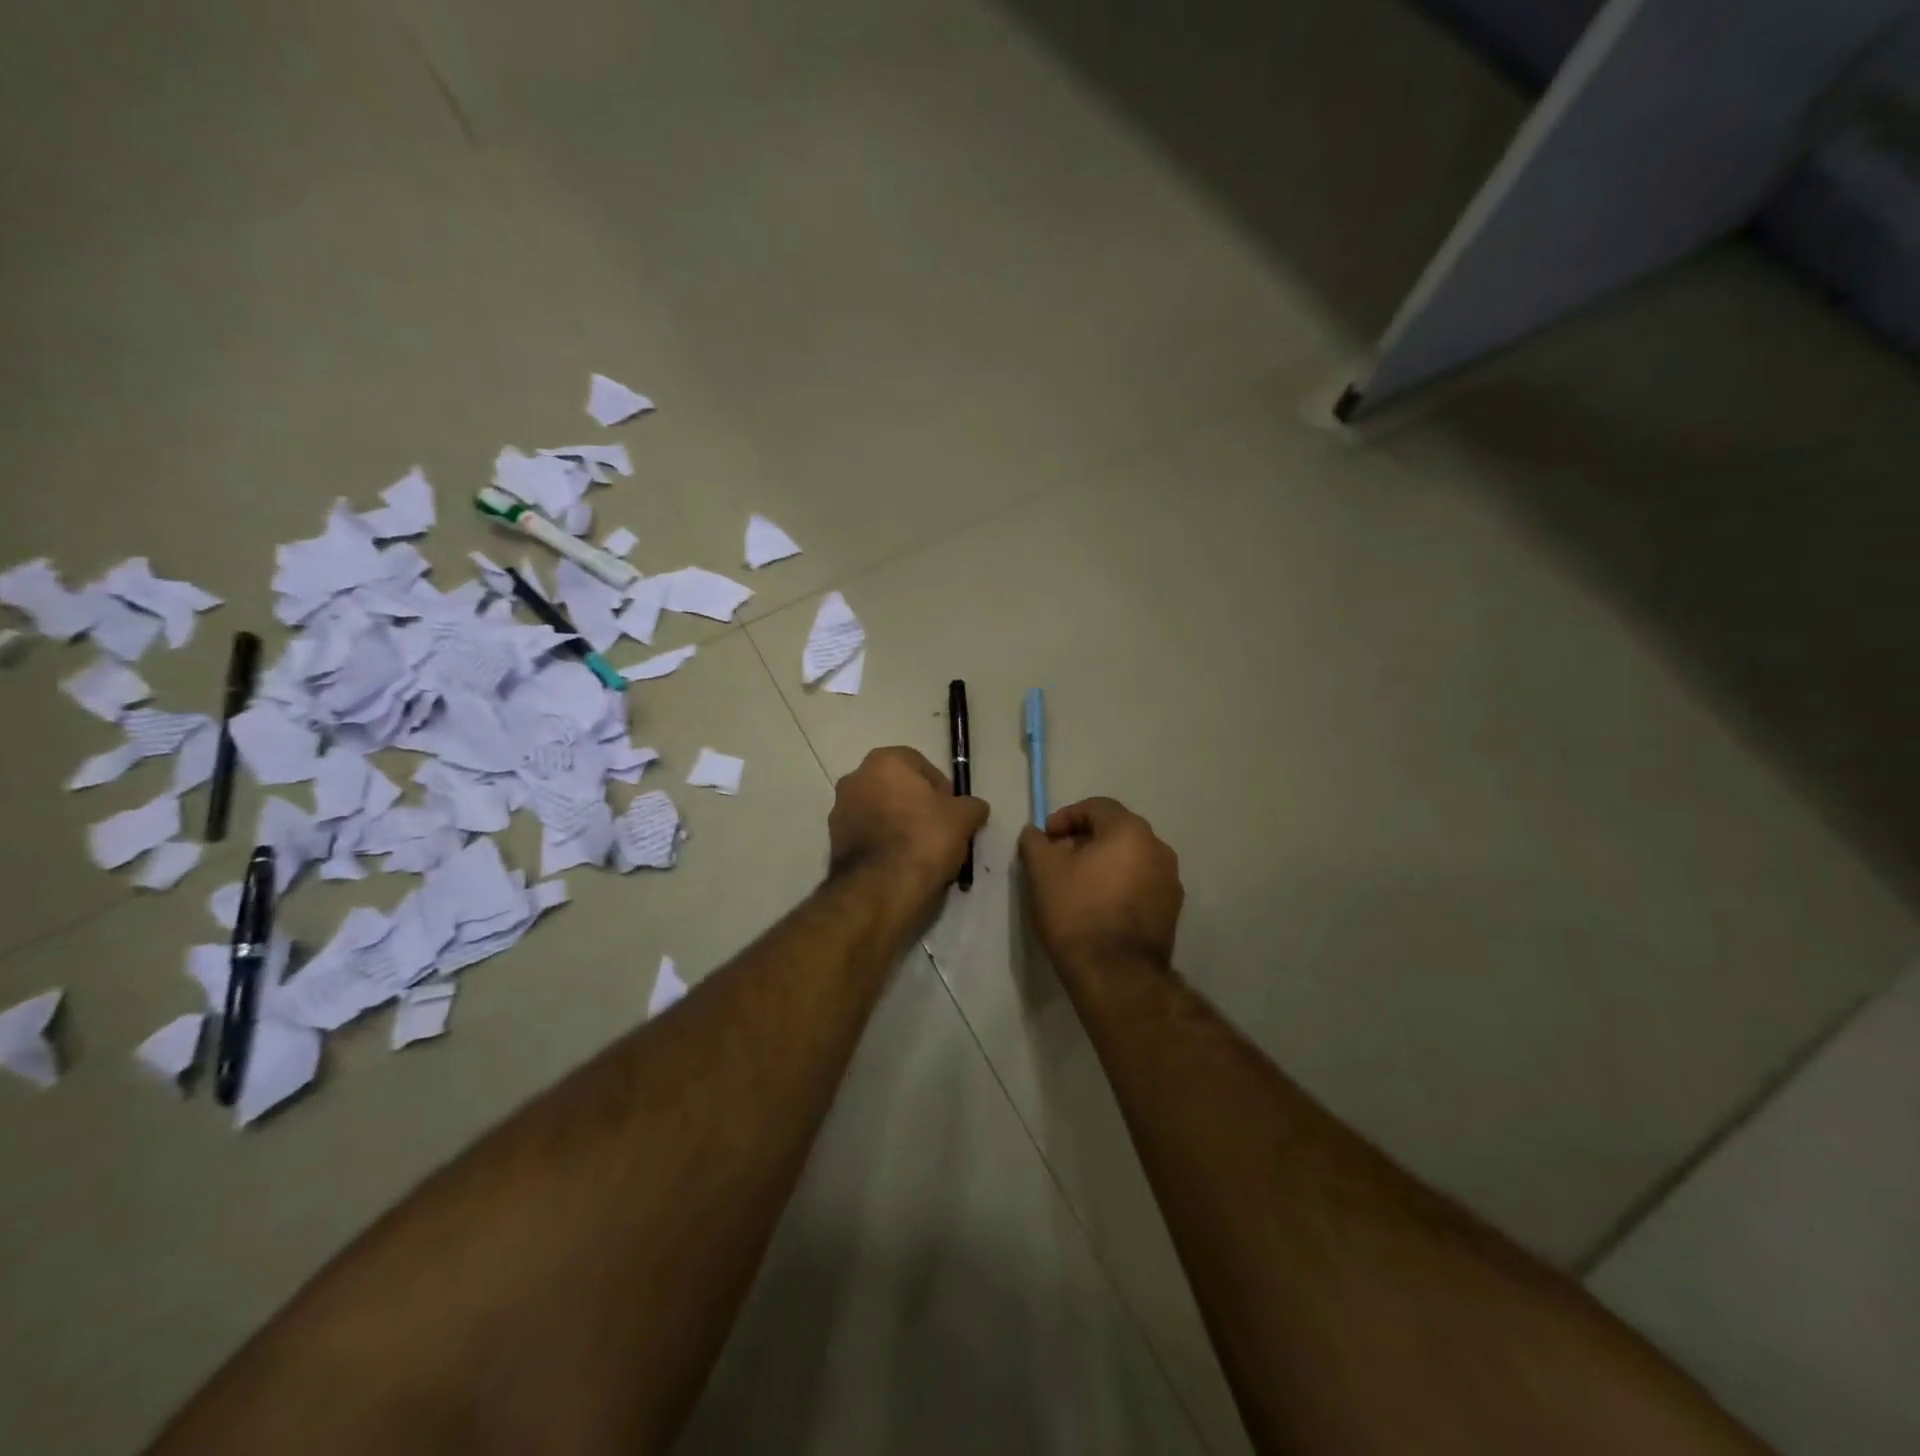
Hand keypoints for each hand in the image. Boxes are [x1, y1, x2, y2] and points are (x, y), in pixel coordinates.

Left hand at [829, 747, 988, 891]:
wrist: (881, 887)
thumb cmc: (924, 838)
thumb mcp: (963, 818)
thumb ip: (971, 806)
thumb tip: (974, 807)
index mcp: (884, 761)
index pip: (921, 765)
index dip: (942, 789)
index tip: (953, 812)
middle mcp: (855, 778)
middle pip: (897, 789)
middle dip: (918, 807)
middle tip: (940, 831)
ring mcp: (839, 811)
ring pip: (881, 813)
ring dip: (900, 826)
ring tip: (923, 853)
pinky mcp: (833, 842)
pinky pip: (868, 836)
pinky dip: (884, 845)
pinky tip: (902, 866)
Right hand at [1019, 797, 1182, 972]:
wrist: (1116, 976)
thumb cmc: (1077, 913)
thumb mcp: (1042, 872)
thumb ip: (1036, 842)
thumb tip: (1035, 833)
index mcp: (1130, 831)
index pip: (1096, 807)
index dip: (1065, 817)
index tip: (1046, 840)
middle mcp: (1158, 848)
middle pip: (1115, 831)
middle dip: (1083, 841)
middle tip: (1057, 862)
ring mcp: (1170, 881)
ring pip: (1129, 859)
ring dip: (1102, 864)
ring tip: (1076, 887)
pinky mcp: (1171, 910)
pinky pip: (1140, 884)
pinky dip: (1118, 886)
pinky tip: (1098, 908)